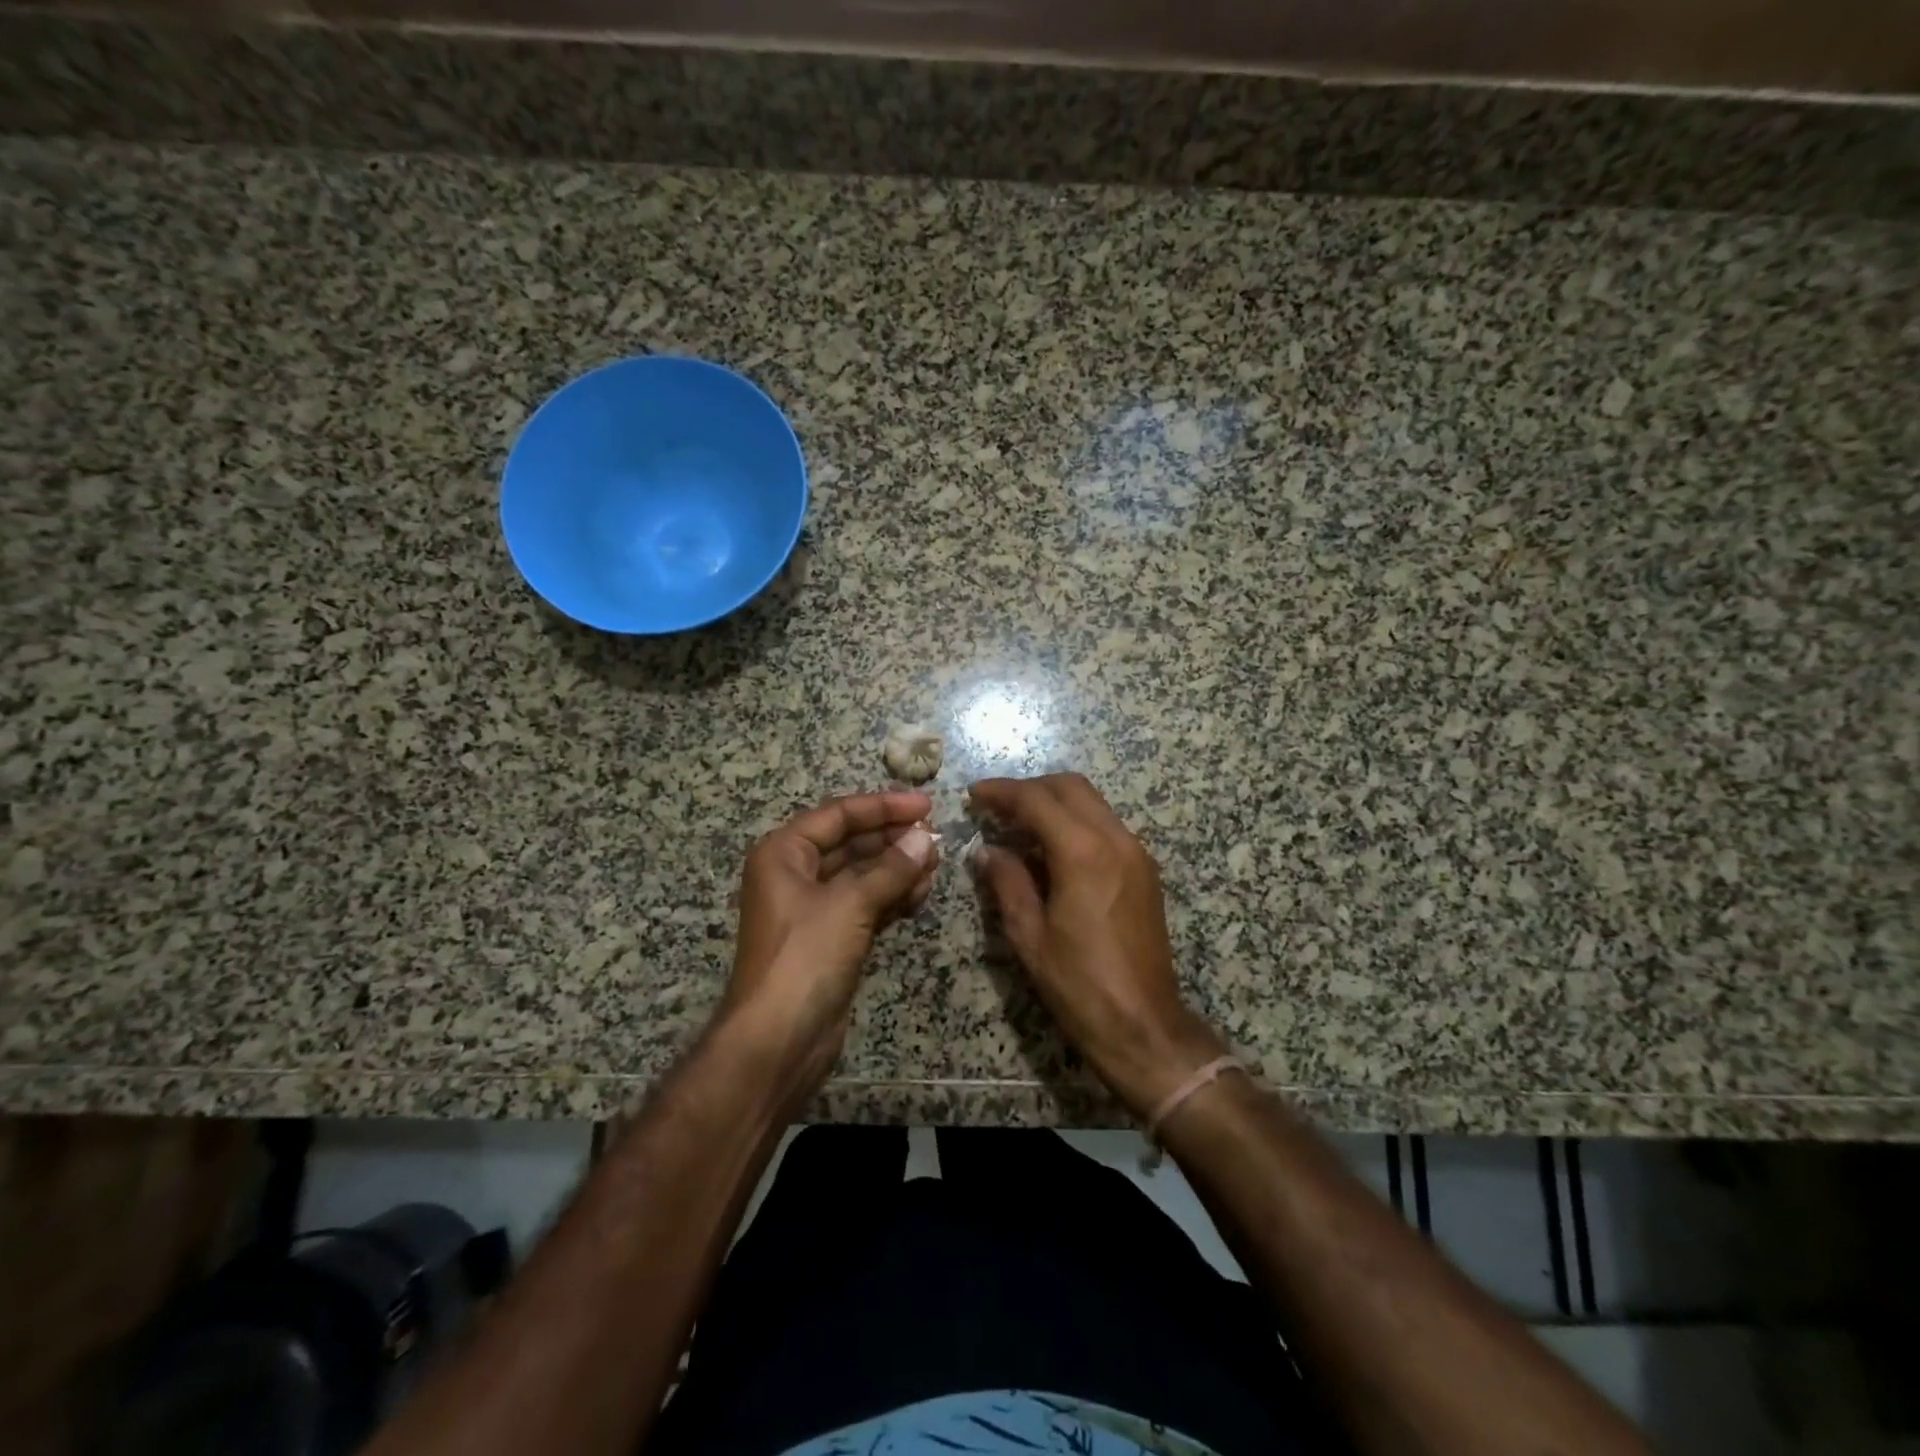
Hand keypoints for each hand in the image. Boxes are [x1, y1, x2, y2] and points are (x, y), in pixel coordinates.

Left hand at [720, 791, 939, 1109]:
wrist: (778, 1041)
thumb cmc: (805, 958)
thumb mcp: (849, 904)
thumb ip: (891, 869)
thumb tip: (926, 838)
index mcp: (784, 853)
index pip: (839, 814)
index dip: (884, 806)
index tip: (927, 805)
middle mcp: (795, 874)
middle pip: (851, 843)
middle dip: (893, 838)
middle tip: (936, 836)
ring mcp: (814, 909)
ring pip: (862, 875)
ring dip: (898, 867)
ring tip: (937, 862)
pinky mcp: (832, 939)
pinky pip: (866, 904)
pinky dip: (892, 896)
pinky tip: (923, 891)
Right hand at [968, 774, 1224, 1115]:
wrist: (1144, 1026)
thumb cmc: (1079, 984)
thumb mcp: (1029, 935)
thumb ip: (1007, 882)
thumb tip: (987, 851)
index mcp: (1083, 853)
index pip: (1037, 800)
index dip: (1002, 792)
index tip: (974, 795)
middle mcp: (1116, 840)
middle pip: (1071, 787)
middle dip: (1030, 788)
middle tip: (996, 807)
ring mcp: (1137, 853)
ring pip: (1093, 803)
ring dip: (1055, 802)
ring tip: (1019, 824)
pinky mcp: (1145, 870)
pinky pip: (1107, 825)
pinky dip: (1076, 821)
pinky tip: (1052, 848)